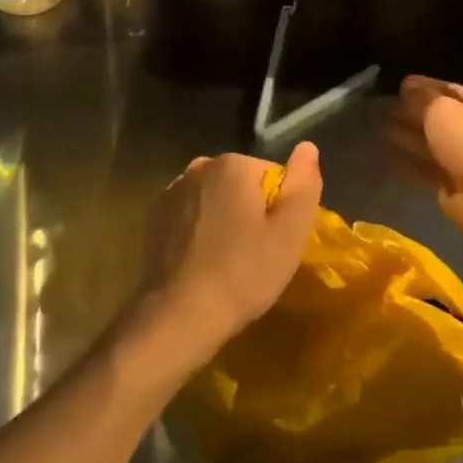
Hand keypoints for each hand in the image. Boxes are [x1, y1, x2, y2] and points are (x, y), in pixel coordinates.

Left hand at [142, 142, 322, 363]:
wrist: (179, 314)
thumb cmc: (242, 274)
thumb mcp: (289, 234)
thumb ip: (303, 185)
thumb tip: (308, 147)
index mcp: (233, 164)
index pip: (272, 177)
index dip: (279, 211)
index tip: (275, 243)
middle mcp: (199, 167)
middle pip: (241, 185)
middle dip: (250, 212)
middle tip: (254, 255)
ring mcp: (172, 190)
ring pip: (214, 199)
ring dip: (223, 220)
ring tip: (227, 262)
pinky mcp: (154, 216)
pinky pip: (190, 215)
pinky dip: (199, 231)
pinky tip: (201, 263)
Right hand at [389, 76, 462, 283]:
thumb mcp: (442, 109)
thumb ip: (422, 97)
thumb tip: (406, 84)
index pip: (447, 89)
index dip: (423, 85)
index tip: (398, 83)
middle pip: (436, 117)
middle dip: (412, 111)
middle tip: (383, 106)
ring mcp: (460, 159)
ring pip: (428, 142)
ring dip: (407, 135)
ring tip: (381, 126)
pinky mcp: (449, 185)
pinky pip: (422, 167)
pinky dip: (406, 159)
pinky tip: (386, 152)